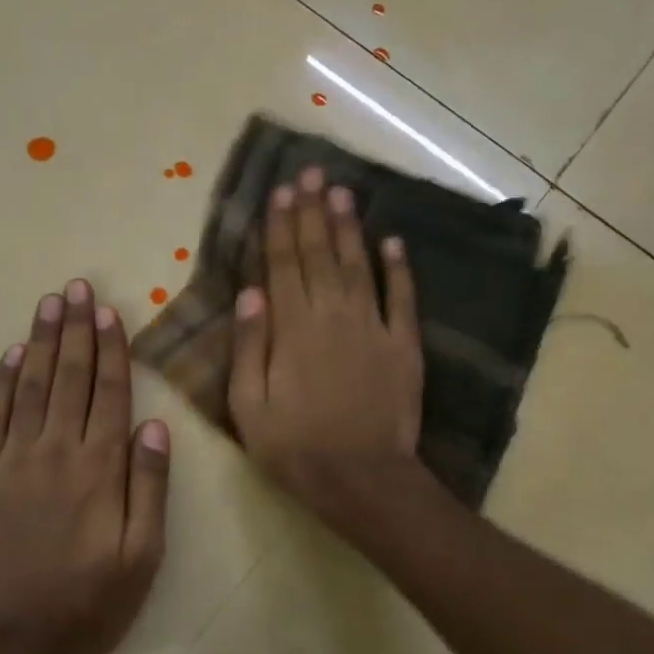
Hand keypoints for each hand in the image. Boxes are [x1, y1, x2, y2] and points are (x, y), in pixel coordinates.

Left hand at [0, 279, 170, 653]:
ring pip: (30, 387)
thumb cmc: (90, 600)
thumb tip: (154, 426)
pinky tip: (10, 355)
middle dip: (76, 329)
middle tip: (76, 288)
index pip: (109, 392)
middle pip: (69, 377)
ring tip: (49, 304)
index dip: (111, 348)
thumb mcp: (143, 554)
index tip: (108, 312)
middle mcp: (55, 451)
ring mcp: (11, 460)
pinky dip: (1, 383)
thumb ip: (149, 486)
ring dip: (41, 342)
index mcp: (99, 467)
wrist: (12, 640)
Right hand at [228, 166, 424, 525]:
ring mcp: (373, 327)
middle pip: (320, 254)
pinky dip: (397, 267)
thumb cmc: (296, 448)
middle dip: (313, 212)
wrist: (363, 479)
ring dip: (349, 227)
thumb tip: (250, 293)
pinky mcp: (404, 345)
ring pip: (358, 265)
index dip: (281, 226)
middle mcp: (333, 316)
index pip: (283, 265)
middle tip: (313, 173)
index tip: (281, 192)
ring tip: (343, 191)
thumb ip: (249, 347)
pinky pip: (401, 298)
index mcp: (292, 329)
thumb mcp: (249, 407)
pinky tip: (392, 241)